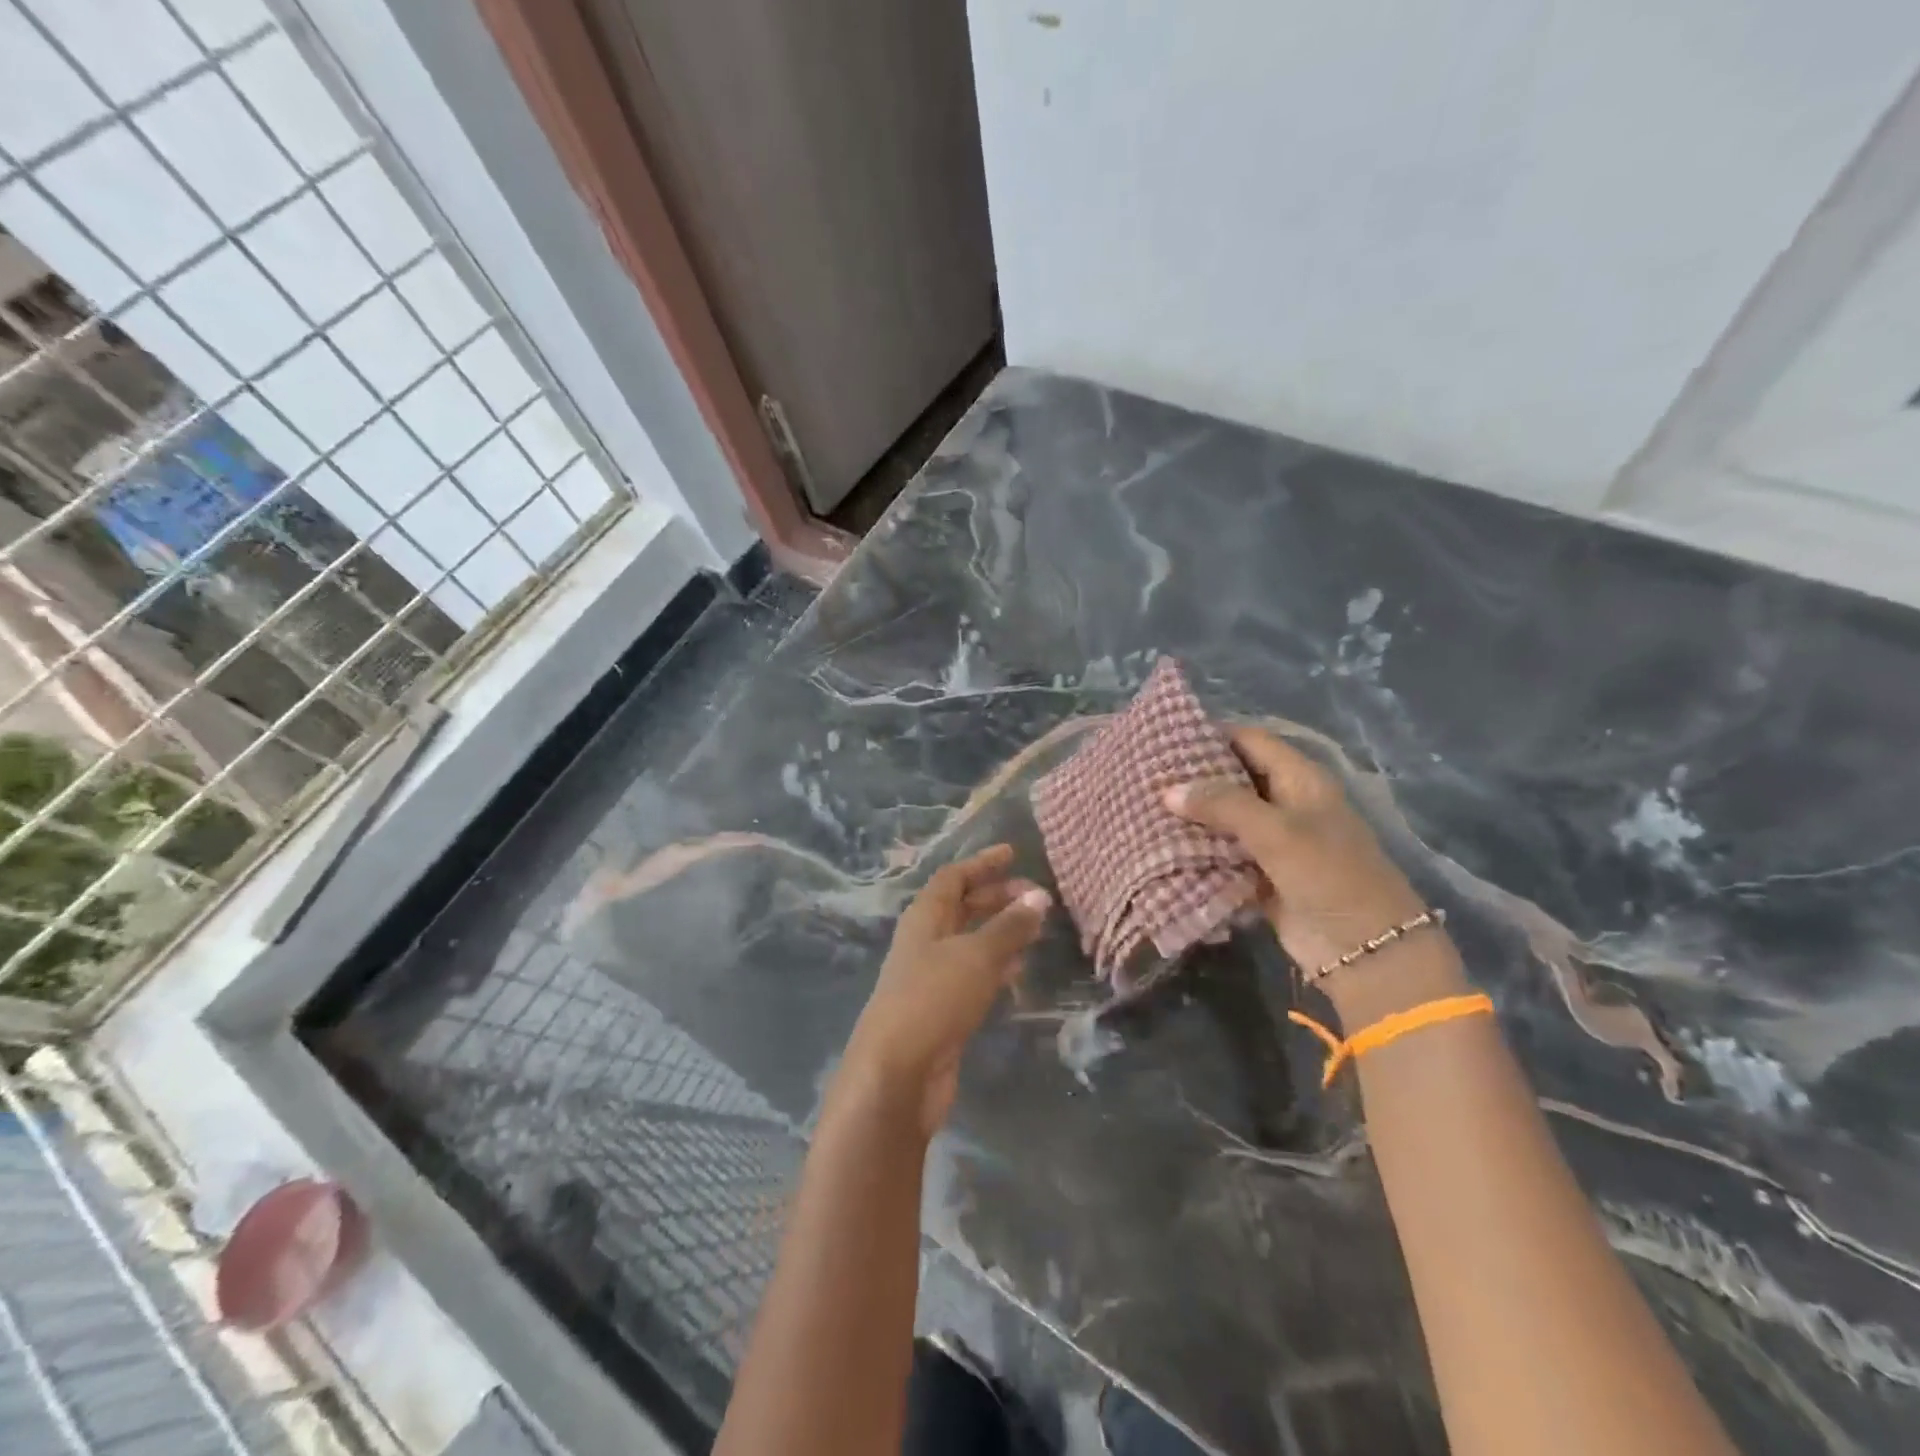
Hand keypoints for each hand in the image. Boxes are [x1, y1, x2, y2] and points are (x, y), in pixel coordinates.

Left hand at [838, 844, 1049, 1136]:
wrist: (897, 1073)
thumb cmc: (933, 999)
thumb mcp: (976, 956)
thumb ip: (1009, 926)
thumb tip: (1039, 897)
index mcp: (924, 918)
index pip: (953, 877)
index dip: (982, 863)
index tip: (1013, 853)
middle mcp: (925, 941)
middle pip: (962, 907)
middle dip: (997, 897)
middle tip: (1037, 896)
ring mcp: (931, 976)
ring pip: (970, 942)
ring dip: (1000, 931)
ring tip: (1036, 927)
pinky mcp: (942, 1009)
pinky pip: (973, 975)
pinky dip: (996, 966)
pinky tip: (1019, 970)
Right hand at [1164, 726, 1427, 976]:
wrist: (1364, 949)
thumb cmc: (1328, 875)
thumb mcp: (1277, 831)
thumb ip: (1222, 805)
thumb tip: (1168, 791)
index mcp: (1300, 779)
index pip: (1251, 740)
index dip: (1213, 734)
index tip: (1167, 737)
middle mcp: (1286, 803)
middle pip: (1234, 777)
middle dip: (1195, 776)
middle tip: (1147, 773)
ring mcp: (1273, 841)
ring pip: (1224, 818)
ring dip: (1192, 816)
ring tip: (1144, 805)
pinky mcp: (1261, 874)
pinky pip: (1223, 853)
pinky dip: (1198, 850)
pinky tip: (1161, 846)